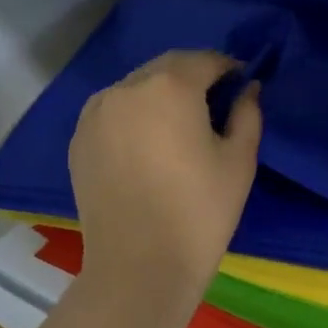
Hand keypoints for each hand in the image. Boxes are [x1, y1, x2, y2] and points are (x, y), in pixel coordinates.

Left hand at [67, 51, 261, 313]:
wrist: (139, 267)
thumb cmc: (199, 213)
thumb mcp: (239, 162)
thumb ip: (247, 114)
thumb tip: (248, 90)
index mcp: (169, 86)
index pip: (204, 60)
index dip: (228, 69)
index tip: (242, 85)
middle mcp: (125, 88)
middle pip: (165, 69)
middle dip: (192, 79)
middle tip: (213, 106)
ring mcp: (95, 114)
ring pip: (135, 90)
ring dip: (159, 97)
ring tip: (178, 129)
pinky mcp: (78, 141)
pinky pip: (112, 115)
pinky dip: (133, 118)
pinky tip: (147, 148)